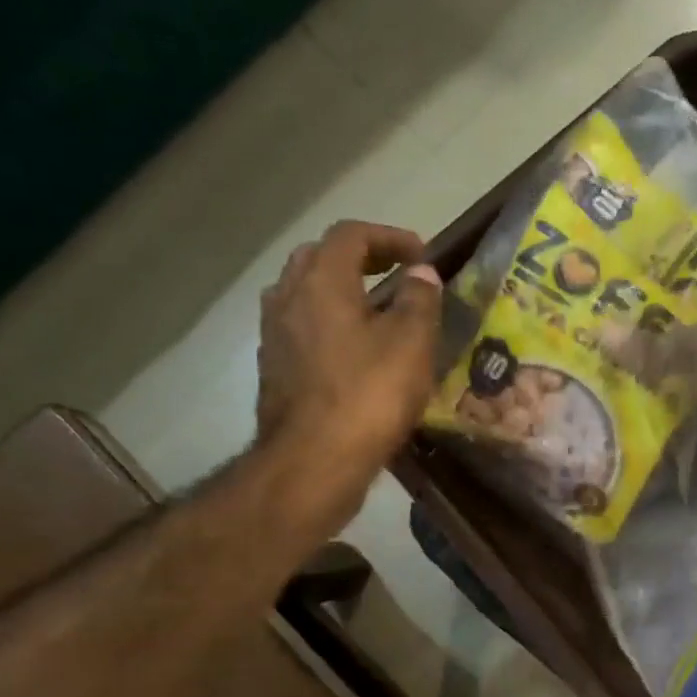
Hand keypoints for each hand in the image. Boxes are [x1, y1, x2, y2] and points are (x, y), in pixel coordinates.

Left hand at [255, 220, 442, 515]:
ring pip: (304, 294)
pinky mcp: (273, 369)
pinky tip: (351, 352)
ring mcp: (274, 335)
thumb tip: (421, 274)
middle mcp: (288, 298)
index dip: (390, 237)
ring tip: (374, 312)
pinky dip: (327, 325)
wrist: (314, 461)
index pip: (351, 234)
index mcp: (321, 281)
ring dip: (339, 291)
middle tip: (395, 275)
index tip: (422, 256)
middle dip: (360, 258)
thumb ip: (420, 300)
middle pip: (319, 257)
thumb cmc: (368, 396)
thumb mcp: (411, 344)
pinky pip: (300, 329)